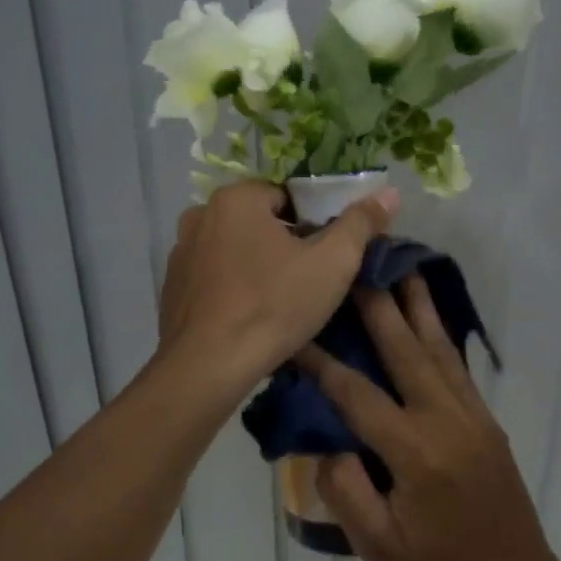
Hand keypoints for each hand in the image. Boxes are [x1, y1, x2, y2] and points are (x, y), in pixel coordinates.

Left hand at [157, 180, 398, 392]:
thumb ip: (361, 223)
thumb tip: (389, 193)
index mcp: (236, 198)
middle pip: (259, 222)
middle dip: (285, 244)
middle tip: (309, 281)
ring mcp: (180, 252)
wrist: (208, 367)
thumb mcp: (333, 263)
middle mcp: (200, 215)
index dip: (314, 224)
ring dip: (257, 265)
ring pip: (235, 250)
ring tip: (280, 302)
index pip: (288, 196)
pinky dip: (232, 288)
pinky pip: (214, 277)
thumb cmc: (274, 306)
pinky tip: (249, 316)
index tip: (327, 256)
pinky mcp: (171, 287)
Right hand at [296, 276, 560, 560]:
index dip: (322, 363)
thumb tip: (327, 444)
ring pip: (439, 347)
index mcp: (416, 452)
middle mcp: (446, 420)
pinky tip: (429, 316)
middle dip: (378, 303)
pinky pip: (457, 366)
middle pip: (406, 349)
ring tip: (403, 266)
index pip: (358, 394)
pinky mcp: (486, 420)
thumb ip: (347, 491)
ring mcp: (472, 415)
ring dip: (418, 304)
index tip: (295, 332)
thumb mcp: (379, 546)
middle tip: (360, 262)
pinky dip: (439, 333)